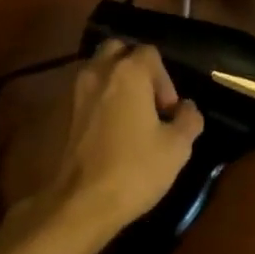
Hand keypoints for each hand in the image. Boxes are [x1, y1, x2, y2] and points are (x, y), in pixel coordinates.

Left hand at [34, 41, 202, 241]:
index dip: (165, 79)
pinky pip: (89, 91)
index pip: (151, 53)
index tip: (169, 111)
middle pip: (119, 51)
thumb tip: (187, 108)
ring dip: (117, 82)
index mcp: (129, 72)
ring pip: (100, 69)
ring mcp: (78, 91)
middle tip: (149, 100)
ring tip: (132, 115)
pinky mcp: (66, 113)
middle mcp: (99, 71)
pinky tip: (113, 128)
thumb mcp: (177, 147)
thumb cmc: (135, 169)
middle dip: (136, 68)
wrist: (82, 203)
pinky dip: (101, 99)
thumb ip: (188, 119)